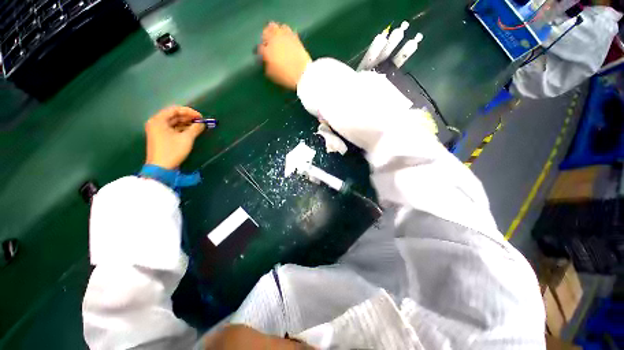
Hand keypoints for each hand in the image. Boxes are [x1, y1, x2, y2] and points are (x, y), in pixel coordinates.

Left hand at [145, 106, 204, 169]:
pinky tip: (191, 131)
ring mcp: (157, 130)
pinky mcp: (161, 137)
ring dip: (186, 123)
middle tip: (201, 122)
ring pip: (174, 122)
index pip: (175, 109)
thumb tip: (202, 123)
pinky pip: (172, 128)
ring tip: (198, 126)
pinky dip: (182, 129)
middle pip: (174, 115)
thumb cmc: (172, 151)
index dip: (189, 111)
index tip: (201, 117)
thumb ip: (195, 128)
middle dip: (188, 117)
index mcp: (159, 120)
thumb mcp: (186, 138)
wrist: (161, 167)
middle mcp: (156, 122)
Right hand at [258, 22, 311, 89]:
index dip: (260, 51)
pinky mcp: (294, 36)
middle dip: (265, 37)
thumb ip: (267, 67)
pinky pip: (287, 29)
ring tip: (277, 37)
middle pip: (266, 32)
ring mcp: (284, 36)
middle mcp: (273, 41)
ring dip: (275, 31)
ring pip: (275, 27)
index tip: (262, 55)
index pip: (259, 48)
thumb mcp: (273, 76)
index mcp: (266, 52)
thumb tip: (266, 62)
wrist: (303, 74)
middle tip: (268, 43)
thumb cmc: (287, 78)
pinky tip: (286, 38)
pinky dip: (285, 32)